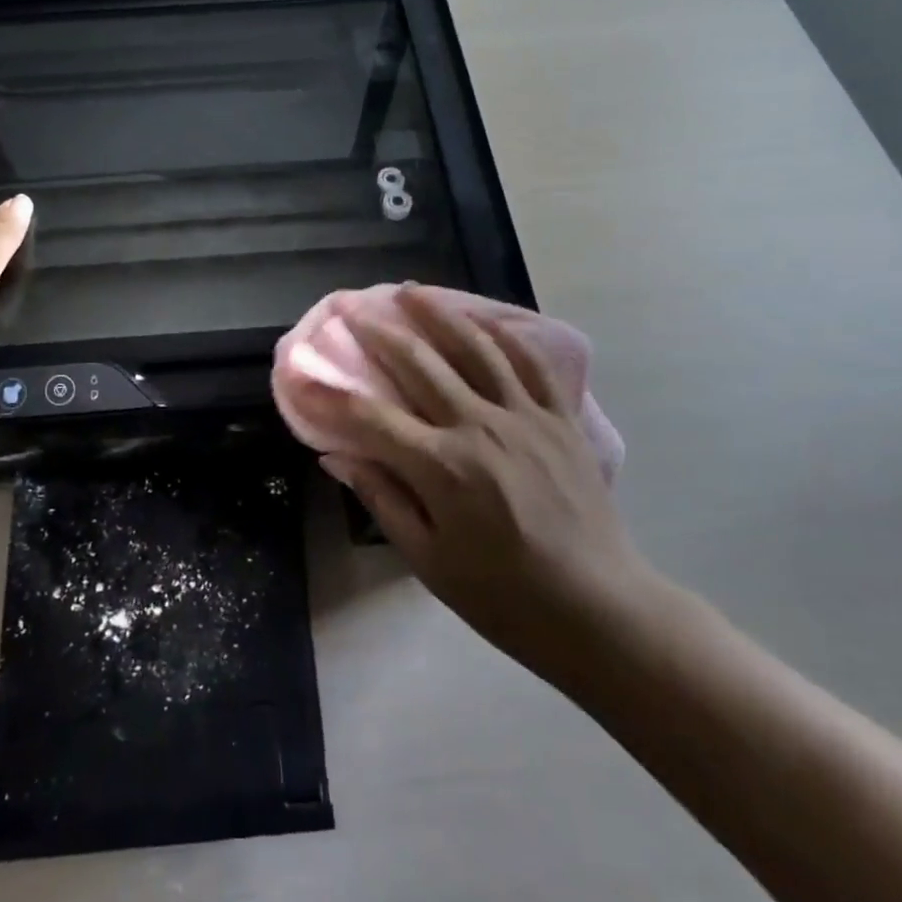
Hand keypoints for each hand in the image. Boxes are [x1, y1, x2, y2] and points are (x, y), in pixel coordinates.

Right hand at [297, 286, 653, 675]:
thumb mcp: (428, 561)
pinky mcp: (561, 418)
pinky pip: (531, 362)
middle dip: (376, 331)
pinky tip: (482, 317)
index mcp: (441, 467)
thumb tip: (336, 456)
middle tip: (351, 306)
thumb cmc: (503, 596)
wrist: (598, 610)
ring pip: (474, 347)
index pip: (370, 417)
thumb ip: (382, 499)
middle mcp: (479, 427)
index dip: (330, 393)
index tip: (303, 372)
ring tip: (410, 290)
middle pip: (418, 364)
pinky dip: (504, 334)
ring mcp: (525, 416)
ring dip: (437, 314)